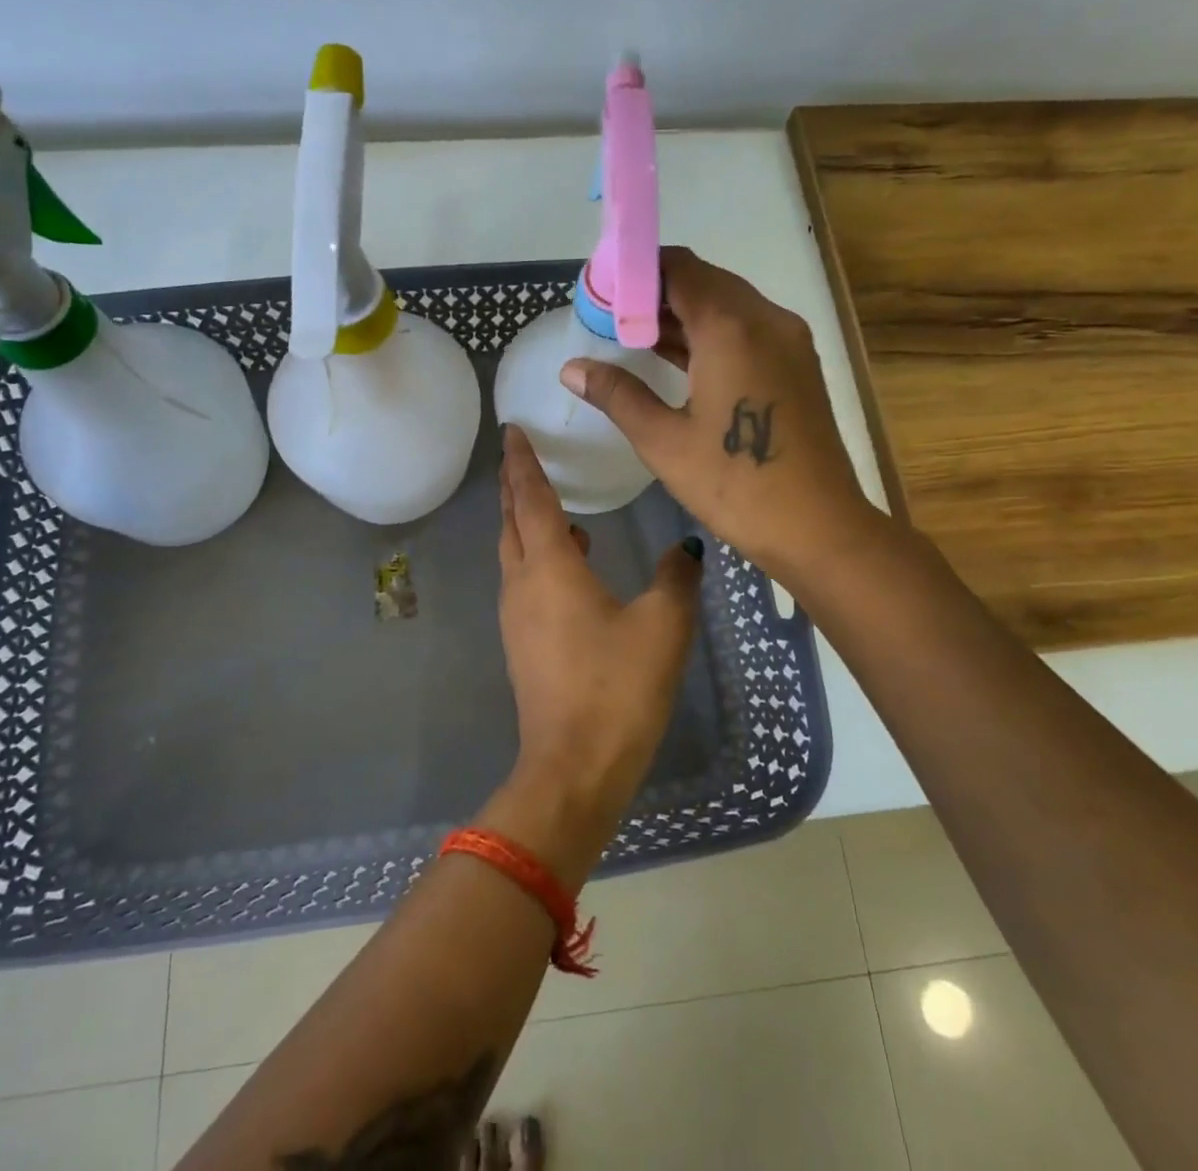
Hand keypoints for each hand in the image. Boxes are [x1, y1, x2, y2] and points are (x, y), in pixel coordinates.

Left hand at [484, 426, 702, 889]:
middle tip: (525, 456)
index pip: (530, 497)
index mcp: (550, 567)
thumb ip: (675, 578)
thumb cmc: (617, 687)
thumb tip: (686, 547)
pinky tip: (572, 565)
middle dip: (517, 485)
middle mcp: (523, 583)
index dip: (522, 461)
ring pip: (515, 552)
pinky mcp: (522, 643)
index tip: (512, 430)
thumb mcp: (662, 626)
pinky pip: (525, 580)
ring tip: (556, 505)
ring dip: (528, 522)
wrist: (573, 766)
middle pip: (513, 521)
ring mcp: (517, 616)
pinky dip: (540, 557)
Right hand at [559, 246, 877, 585]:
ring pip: (727, 305)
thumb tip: (571, 369)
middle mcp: (766, 319)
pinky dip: (709, 333)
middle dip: (655, 292)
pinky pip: (746, 329)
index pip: (678, 267)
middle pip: (704, 281)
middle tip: (610, 316)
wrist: (818, 527)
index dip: (636, 271)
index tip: (600, 290)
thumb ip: (616, 394)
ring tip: (632, 335)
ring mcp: (788, 340)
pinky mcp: (797, 364)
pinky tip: (676, 357)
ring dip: (681, 313)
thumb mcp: (663, 440)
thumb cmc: (735, 483)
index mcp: (731, 327)